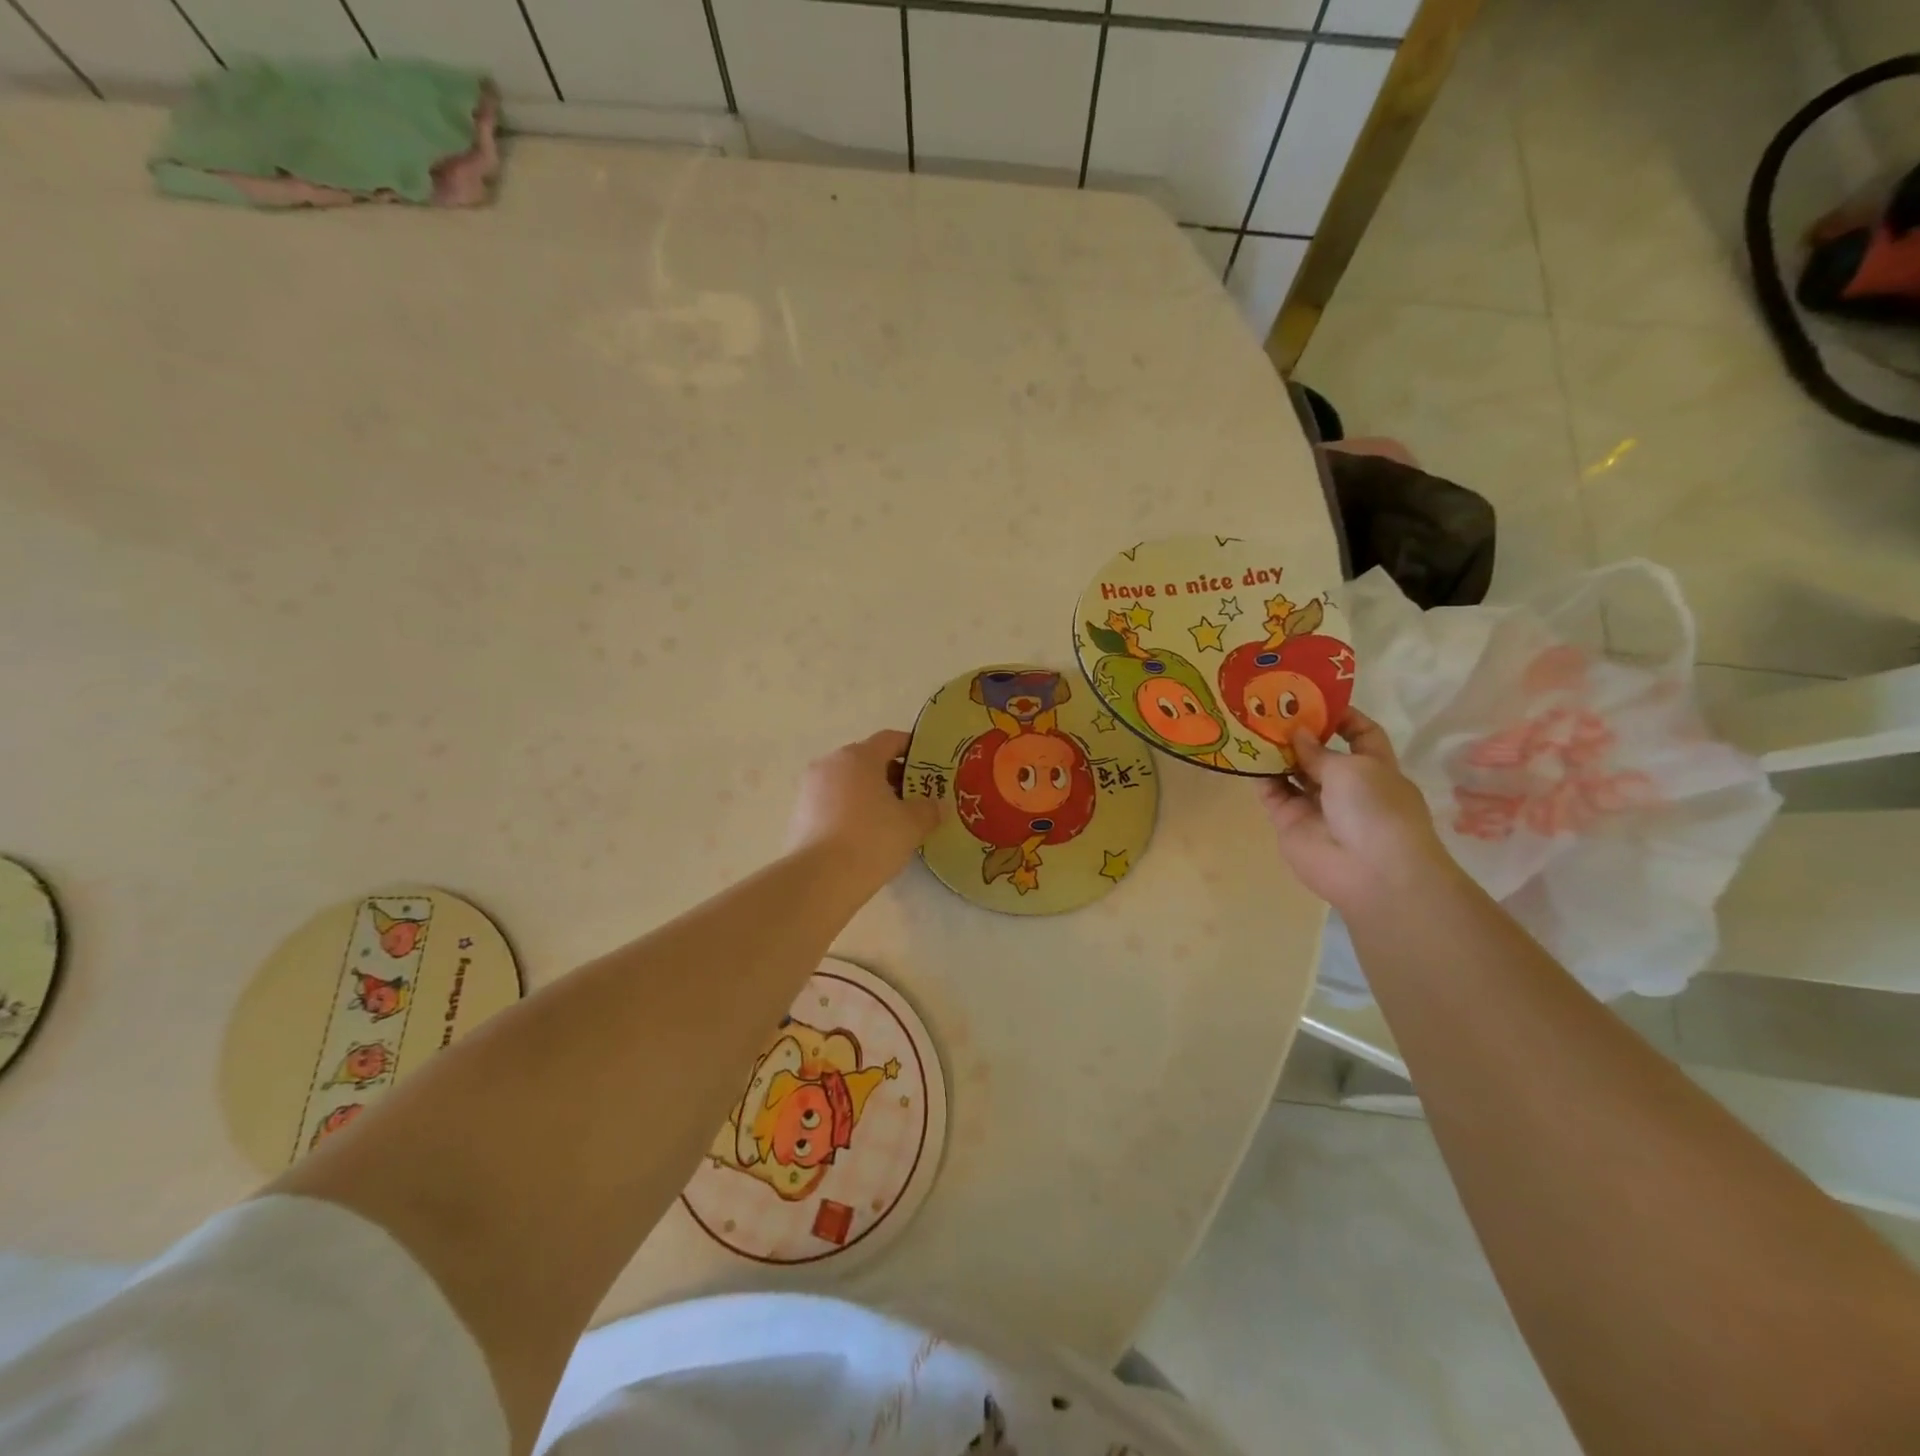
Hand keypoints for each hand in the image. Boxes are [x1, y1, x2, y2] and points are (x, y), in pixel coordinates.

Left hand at [786, 729, 939, 889]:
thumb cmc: (871, 840)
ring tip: (891, 819)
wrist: (820, 879)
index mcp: (858, 756)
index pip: (890, 739)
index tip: (928, 766)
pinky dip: (850, 810)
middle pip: (867, 760)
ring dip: (870, 794)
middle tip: (914, 797)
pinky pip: (832, 802)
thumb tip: (938, 805)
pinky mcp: (799, 813)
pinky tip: (865, 835)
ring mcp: (810, 788)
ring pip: (848, 782)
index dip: (912, 748)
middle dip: (892, 775)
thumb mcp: (912, 825)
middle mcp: (830, 763)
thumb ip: (929, 809)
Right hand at [1258, 709, 1454, 913]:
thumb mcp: (1353, 768)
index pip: (1361, 734)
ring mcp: (1315, 805)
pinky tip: (1242, 753)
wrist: (1371, 872)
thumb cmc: (1377, 810)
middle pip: (1319, 752)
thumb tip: (1298, 733)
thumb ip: (1319, 751)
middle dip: (1299, 731)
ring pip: (1291, 771)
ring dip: (1274, 751)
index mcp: (1375, 768)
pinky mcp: (1289, 822)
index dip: (1342, 716)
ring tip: (1249, 724)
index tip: (1314, 697)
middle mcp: (1345, 785)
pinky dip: (1259, 776)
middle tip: (1268, 706)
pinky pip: (1271, 793)